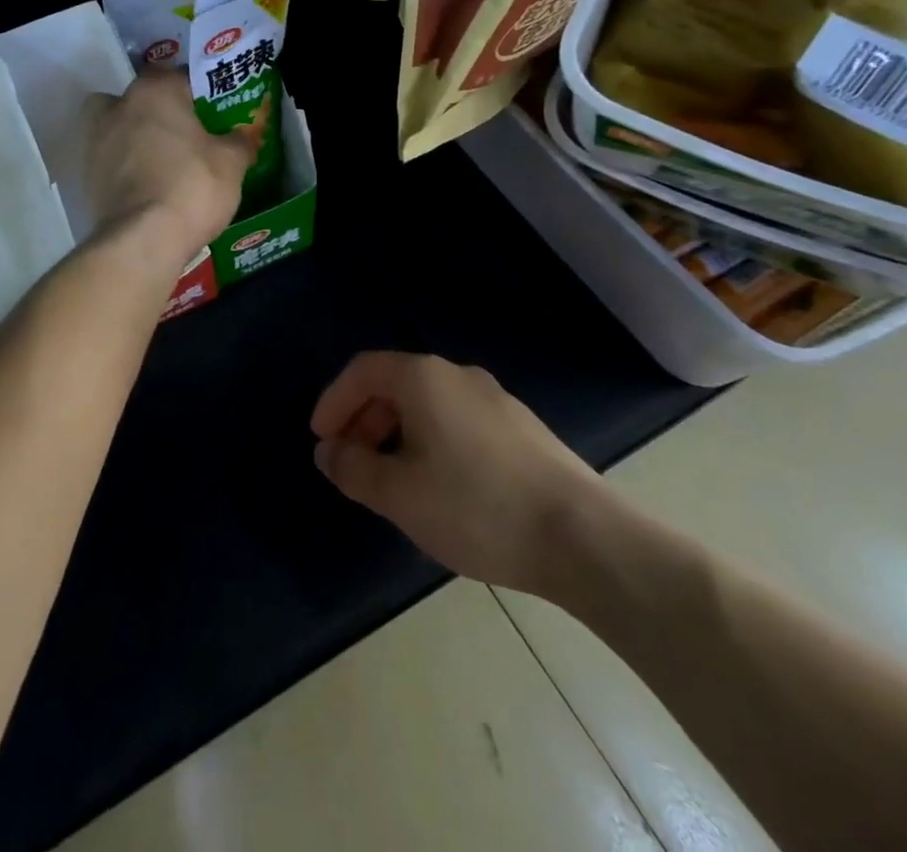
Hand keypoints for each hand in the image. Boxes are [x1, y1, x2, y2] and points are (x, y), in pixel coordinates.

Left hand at [83, 71, 253, 264]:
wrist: (142, 239)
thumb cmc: (192, 187)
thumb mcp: (231, 164)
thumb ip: (238, 142)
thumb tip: (241, 135)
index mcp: (155, 91)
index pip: (179, 78)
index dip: (198, 94)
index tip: (211, 113)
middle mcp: (118, 106)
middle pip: (139, 98)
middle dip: (156, 111)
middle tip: (181, 134)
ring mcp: (95, 140)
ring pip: (115, 126)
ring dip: (132, 136)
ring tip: (158, 161)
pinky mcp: (84, 174)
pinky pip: (108, 160)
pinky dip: (121, 167)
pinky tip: (143, 186)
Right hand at [309, 351, 606, 599]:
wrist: (584, 537)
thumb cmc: (476, 506)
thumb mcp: (399, 494)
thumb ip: (353, 469)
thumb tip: (329, 452)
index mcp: (423, 378)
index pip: (363, 370)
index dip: (334, 401)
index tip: (322, 440)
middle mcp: (458, 375)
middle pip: (395, 384)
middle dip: (364, 420)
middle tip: (352, 462)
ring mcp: (495, 399)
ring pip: (428, 404)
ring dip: (397, 433)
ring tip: (392, 480)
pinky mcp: (521, 428)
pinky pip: (458, 421)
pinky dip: (431, 441)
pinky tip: (440, 487)